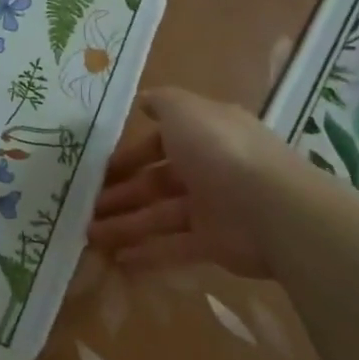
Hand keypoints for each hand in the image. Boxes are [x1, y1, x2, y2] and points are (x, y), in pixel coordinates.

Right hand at [87, 88, 296, 277]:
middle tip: (86, 206)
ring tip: (89, 234)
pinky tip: (115, 259)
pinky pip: (172, 246)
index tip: (99, 169)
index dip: (129, 155)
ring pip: (158, 215)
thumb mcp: (185, 110)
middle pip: (155, 182)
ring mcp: (211, 208)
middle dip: (120, 193)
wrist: (272, 209)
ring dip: (124, 223)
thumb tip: (143, 101)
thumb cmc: (220, 151)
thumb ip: (161, 103)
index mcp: (204, 135)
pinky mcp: (213, 243)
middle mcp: (208, 168)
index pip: (160, 143)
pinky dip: (146, 252)